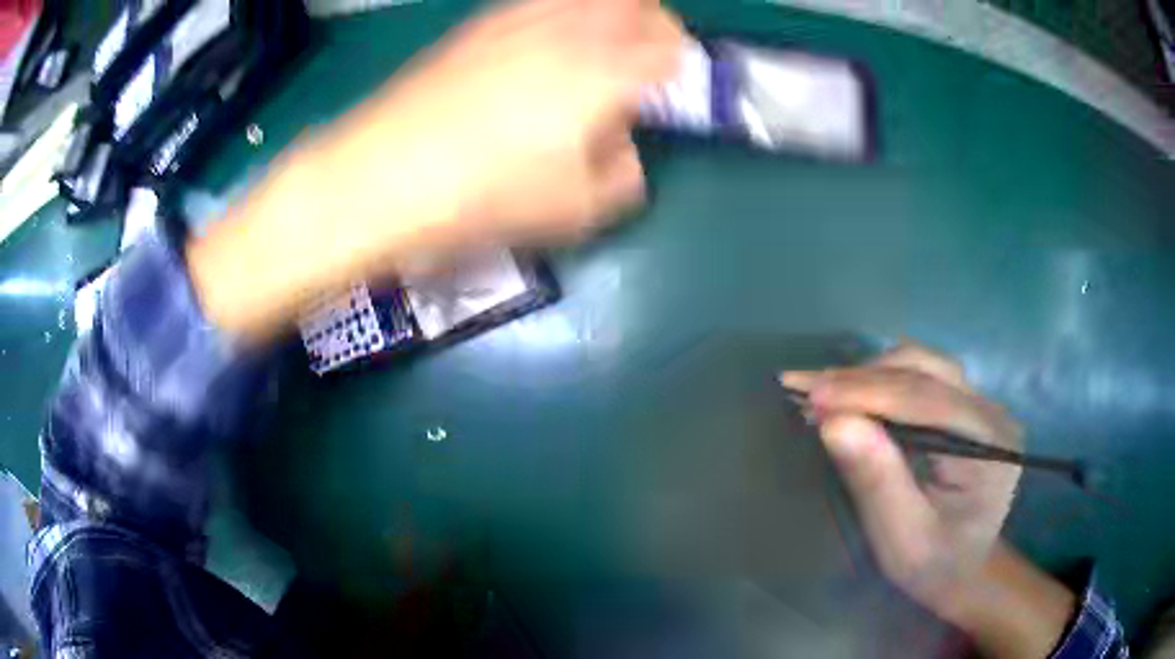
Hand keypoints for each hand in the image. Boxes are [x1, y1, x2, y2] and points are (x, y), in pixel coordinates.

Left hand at [189, 0, 682, 339]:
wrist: (380, 175)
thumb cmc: (483, 198)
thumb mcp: (575, 210)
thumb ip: (621, 175)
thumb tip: (622, 147)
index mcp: (605, 72)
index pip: (669, 49)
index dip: (680, 65)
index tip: (672, 88)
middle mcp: (570, 29)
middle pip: (635, 2)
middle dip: (653, 23)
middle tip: (646, 55)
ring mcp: (520, 19)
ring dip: (607, 14)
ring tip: (597, 48)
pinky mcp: (478, 25)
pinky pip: (539, 3)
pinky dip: (561, 15)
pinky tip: (544, 45)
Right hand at [780, 343, 1022, 613]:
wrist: (966, 570)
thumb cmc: (935, 565)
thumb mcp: (903, 539)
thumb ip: (878, 482)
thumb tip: (833, 423)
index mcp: (989, 444)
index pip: (925, 400)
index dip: (865, 393)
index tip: (809, 395)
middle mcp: (991, 411)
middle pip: (924, 372)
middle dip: (860, 379)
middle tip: (803, 388)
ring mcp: (981, 404)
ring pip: (922, 365)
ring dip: (869, 375)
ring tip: (822, 391)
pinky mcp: (966, 405)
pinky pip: (922, 376)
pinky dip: (881, 381)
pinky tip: (852, 394)